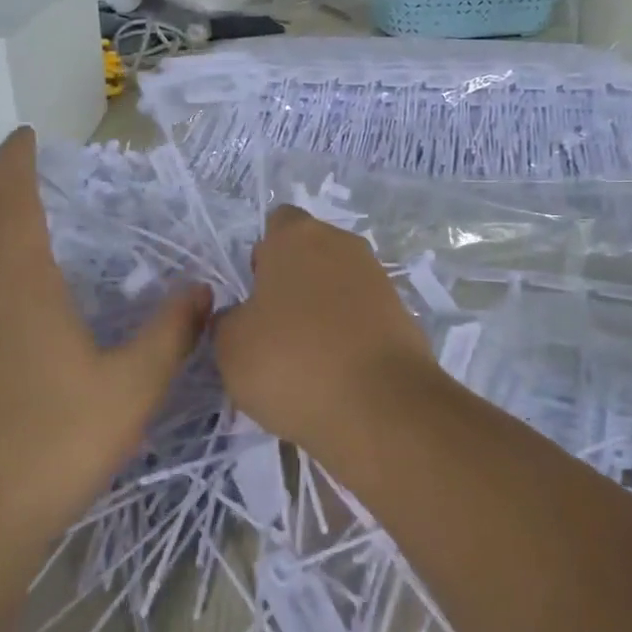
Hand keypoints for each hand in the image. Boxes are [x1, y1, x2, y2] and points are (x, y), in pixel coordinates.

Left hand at [0, 127, 210, 552]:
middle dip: (5, 232)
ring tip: (2, 301)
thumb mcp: (130, 391)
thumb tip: (201, 290)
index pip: (13, 199)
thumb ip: (171, 334)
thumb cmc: (51, 446)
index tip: (22, 136)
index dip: (18, 161)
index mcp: (17, 284)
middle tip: (39, 257)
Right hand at [214, 205, 432, 447]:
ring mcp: (378, 279)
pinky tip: (336, 375)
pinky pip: (362, 317)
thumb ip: (229, 320)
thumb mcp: (230, 346)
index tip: (254, 292)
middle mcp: (343, 245)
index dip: (263, 255)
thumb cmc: (291, 362)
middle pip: (310, 254)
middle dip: (292, 284)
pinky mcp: (402, 316)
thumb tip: (244, 317)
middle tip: (274, 330)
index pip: (277, 224)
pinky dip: (348, 338)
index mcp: (297, 237)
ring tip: (305, 361)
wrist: (380, 408)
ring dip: (321, 312)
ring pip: (338, 286)